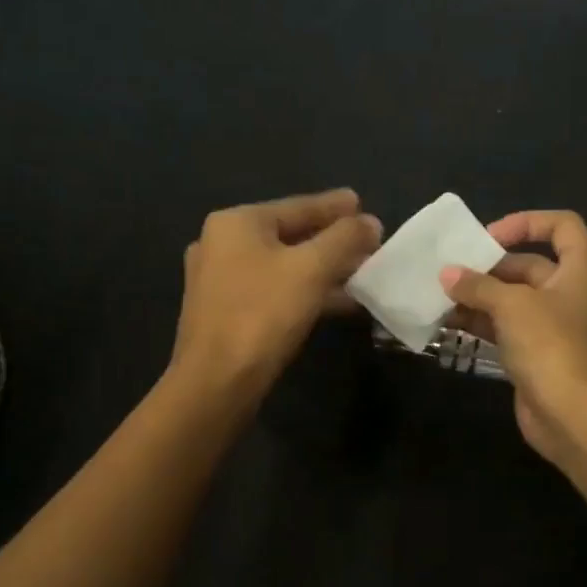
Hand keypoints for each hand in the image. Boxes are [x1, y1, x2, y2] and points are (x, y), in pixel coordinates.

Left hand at [171, 189, 381, 403]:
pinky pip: (272, 291)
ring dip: (322, 270)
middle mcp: (220, 244)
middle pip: (289, 235)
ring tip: (361, 274)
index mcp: (236, 223)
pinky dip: (304, 292)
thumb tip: (370, 222)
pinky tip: (337, 303)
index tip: (363, 204)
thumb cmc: (263, 314)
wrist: (216, 382)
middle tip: (368, 243)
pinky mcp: (224, 313)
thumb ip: (344, 239)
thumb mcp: (312, 269)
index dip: (335, 207)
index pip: (297, 206)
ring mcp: (218, 281)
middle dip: (331, 242)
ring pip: (282, 267)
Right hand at [440, 209, 586, 463]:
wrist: (573, 415)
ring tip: (439, 294)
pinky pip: (505, 327)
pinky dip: (480, 321)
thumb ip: (477, 285)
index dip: (526, 222)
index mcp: (580, 269)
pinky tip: (447, 320)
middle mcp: (570, 292)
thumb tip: (447, 274)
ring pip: (512, 298)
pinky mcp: (536, 353)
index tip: (489, 237)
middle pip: (528, 264)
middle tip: (450, 269)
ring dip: (478, 295)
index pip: (561, 226)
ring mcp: (553, 325)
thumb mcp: (512, 305)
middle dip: (488, 266)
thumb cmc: (550, 344)